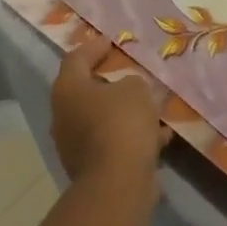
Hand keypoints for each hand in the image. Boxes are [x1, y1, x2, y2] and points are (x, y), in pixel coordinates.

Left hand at [50, 34, 170, 188]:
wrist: (118, 184)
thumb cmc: (121, 123)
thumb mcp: (136, 88)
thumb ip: (133, 82)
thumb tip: (129, 90)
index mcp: (68, 90)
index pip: (76, 58)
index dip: (94, 47)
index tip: (112, 41)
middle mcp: (65, 116)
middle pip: (87, 90)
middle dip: (111, 82)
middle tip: (132, 72)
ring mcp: (76, 145)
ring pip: (103, 119)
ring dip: (126, 112)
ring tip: (154, 105)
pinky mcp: (93, 168)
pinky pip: (115, 143)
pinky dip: (134, 137)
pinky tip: (161, 135)